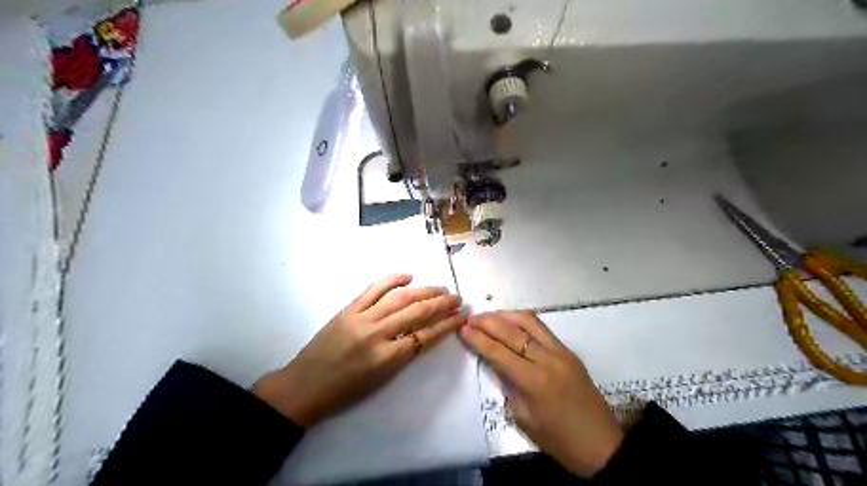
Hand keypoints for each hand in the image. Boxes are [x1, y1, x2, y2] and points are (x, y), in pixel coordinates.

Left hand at [255, 275, 463, 425]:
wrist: (303, 387)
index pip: (425, 336)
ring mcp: (361, 318)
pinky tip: (408, 275)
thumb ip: (402, 355)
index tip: (461, 316)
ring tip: (441, 288)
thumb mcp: (380, 380)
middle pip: (416, 313)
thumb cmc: (344, 392)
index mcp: (386, 358)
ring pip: (399, 298)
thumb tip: (422, 334)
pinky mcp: (348, 309)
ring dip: (424, 291)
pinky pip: (373, 289)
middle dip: (441, 304)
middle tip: (457, 298)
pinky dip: (392, 280)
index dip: (446, 325)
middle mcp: (376, 334)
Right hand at [459, 313, 623, 476]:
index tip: (462, 329)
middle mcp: (546, 359)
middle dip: (487, 322)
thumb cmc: (558, 441)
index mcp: (533, 381)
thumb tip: (496, 363)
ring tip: (488, 316)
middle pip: (511, 331)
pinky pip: (541, 328)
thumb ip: (508, 386)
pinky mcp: (568, 351)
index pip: (498, 352)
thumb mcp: (523, 419)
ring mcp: (560, 352)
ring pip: (528, 321)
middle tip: (470, 319)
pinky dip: (522, 321)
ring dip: (505, 315)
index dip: (478, 339)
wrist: (602, 445)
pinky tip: (511, 322)